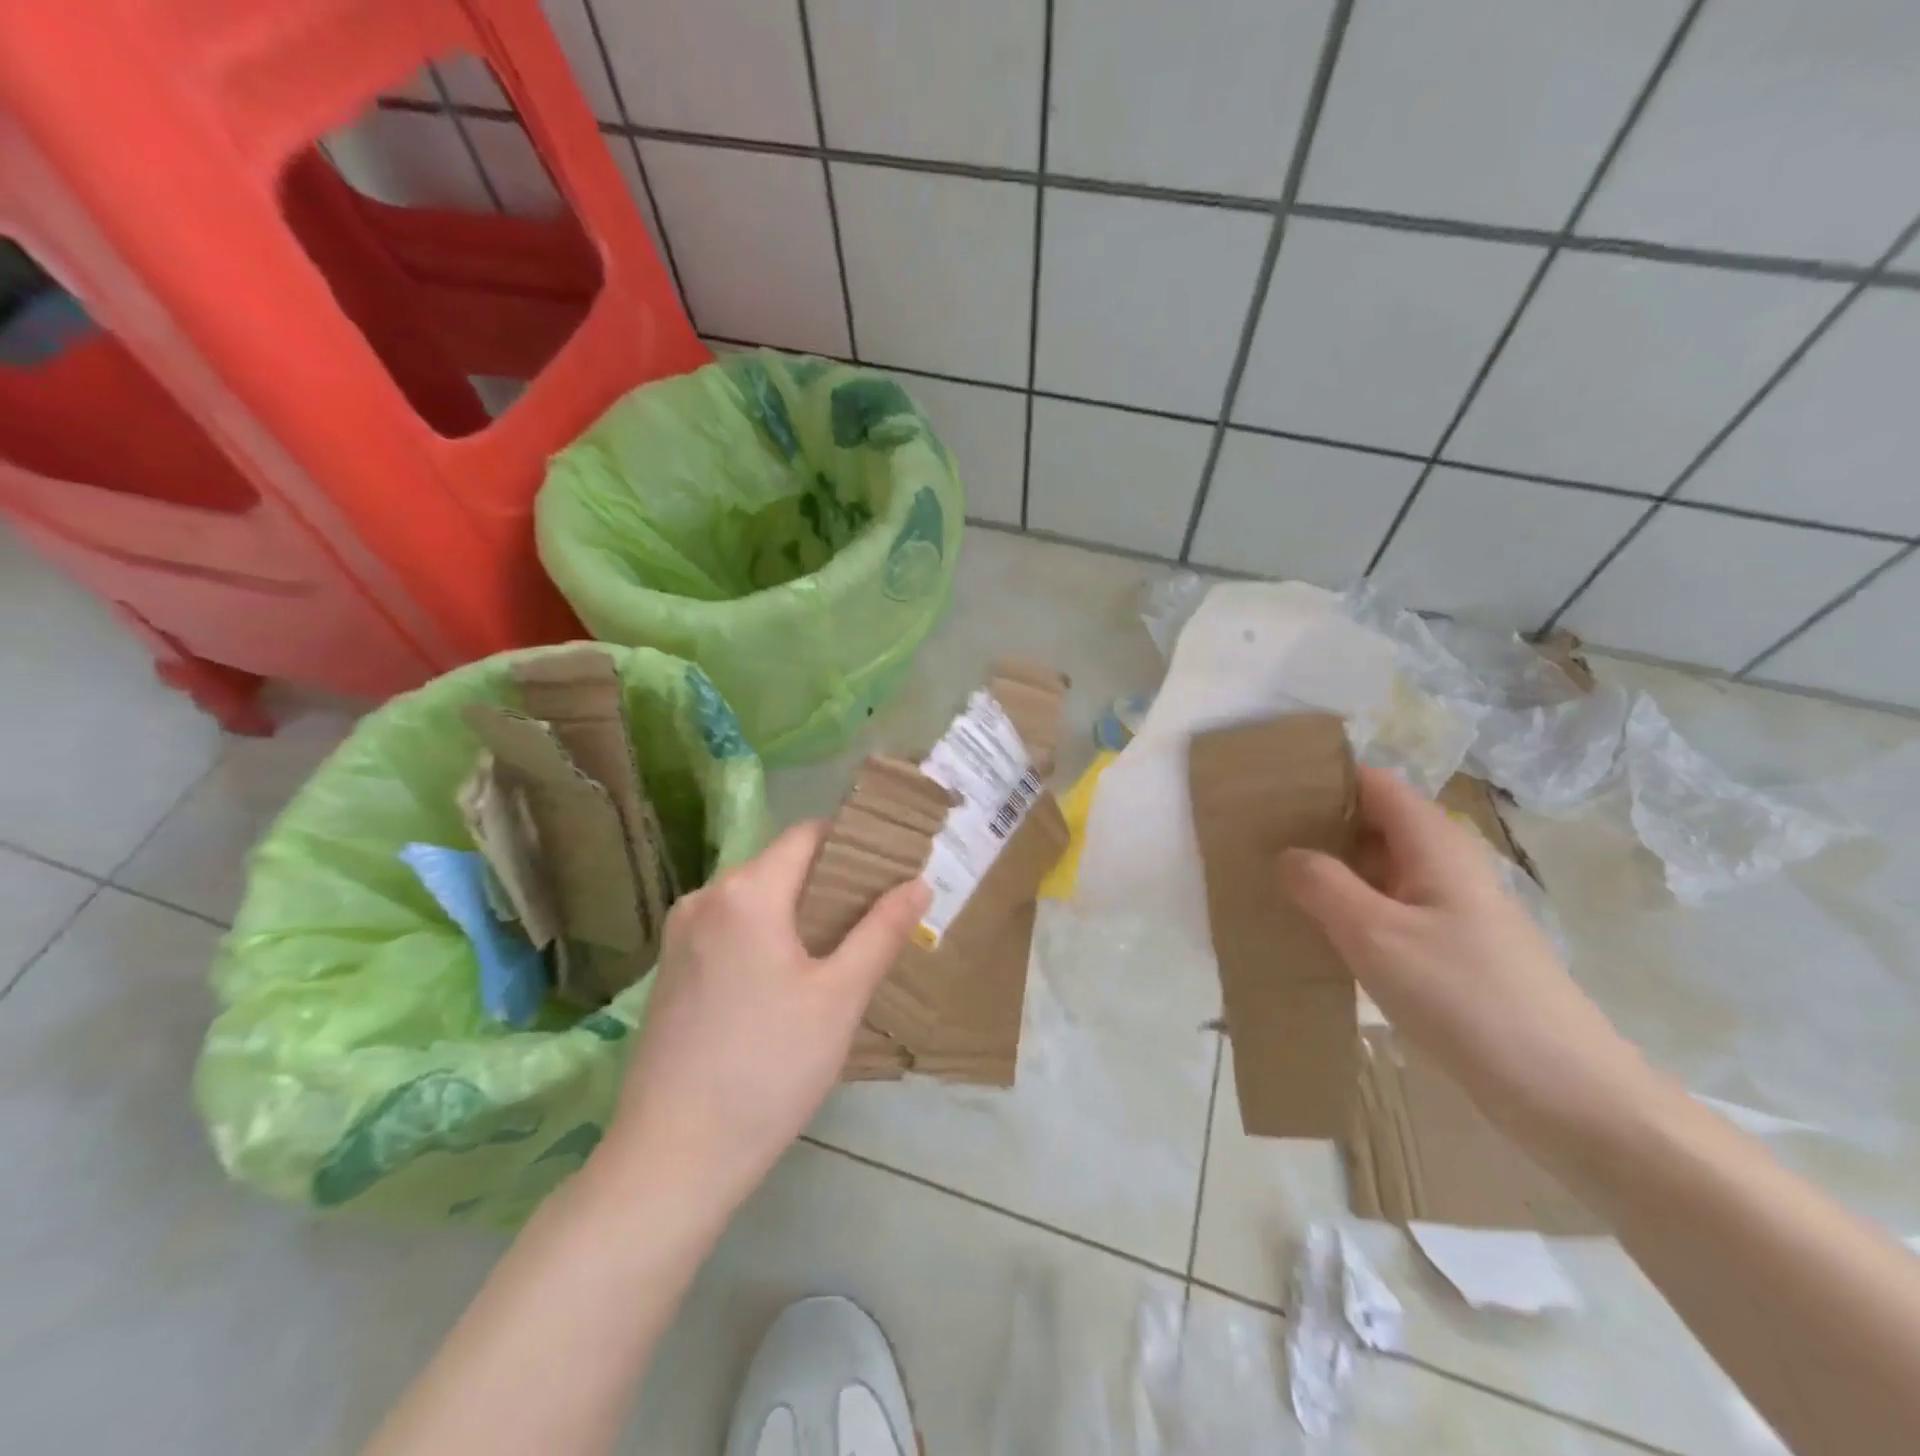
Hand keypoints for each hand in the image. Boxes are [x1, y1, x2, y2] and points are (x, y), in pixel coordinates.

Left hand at [598, 821, 929, 1217]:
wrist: (671, 1161)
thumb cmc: (768, 1069)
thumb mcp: (840, 998)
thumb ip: (881, 932)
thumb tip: (917, 884)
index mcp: (746, 892)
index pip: (807, 835)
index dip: (852, 842)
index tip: (891, 866)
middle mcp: (705, 899)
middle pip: (779, 866)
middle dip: (830, 882)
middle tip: (878, 914)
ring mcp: (679, 936)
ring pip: (754, 901)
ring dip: (798, 912)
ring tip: (842, 948)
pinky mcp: (669, 972)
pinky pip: (729, 931)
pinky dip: (765, 937)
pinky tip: (790, 980)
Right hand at [1278, 765, 1649, 1136]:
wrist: (1569, 1096)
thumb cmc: (1467, 999)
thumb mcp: (1376, 936)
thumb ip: (1322, 885)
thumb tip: (1287, 854)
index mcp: (1434, 844)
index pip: (1372, 783)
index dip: (1323, 779)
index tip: (1268, 792)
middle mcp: (1446, 864)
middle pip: (1373, 822)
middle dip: (1317, 826)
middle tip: (1255, 840)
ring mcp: (1452, 909)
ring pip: (1379, 869)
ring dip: (1330, 870)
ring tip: (1271, 880)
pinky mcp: (1453, 949)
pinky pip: (1389, 909)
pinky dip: (1351, 908)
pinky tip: (1316, 930)